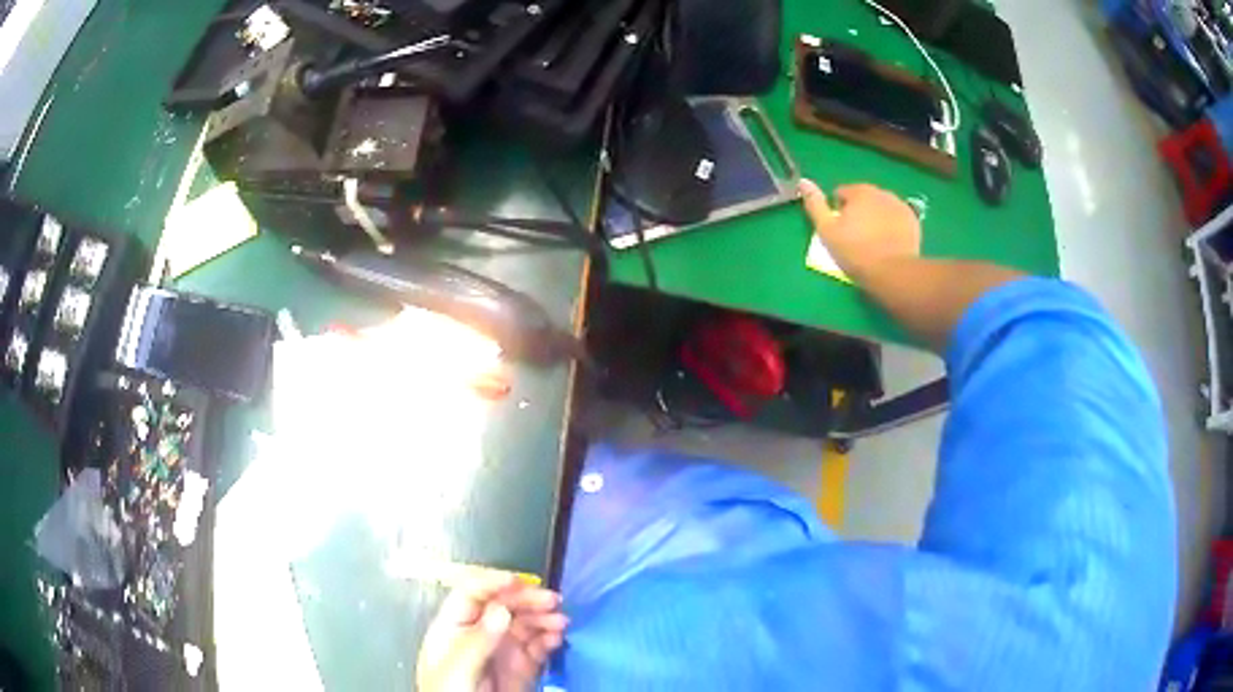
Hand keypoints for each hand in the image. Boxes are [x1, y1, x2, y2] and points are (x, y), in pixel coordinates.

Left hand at [417, 575, 567, 691]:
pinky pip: (538, 647)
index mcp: (454, 628)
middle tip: (553, 600)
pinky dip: (550, 639)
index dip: (493, 583)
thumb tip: (501, 609)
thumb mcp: (457, 668)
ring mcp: (502, 651)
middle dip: (527, 599)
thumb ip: (476, 640)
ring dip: (543, 618)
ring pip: (524, 624)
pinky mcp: (521, 667)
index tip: (519, 581)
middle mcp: (479, 634)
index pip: (471, 595)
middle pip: (503, 606)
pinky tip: (558, 638)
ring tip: (561, 622)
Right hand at [800, 180, 920, 279]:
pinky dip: (892, 226)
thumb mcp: (827, 230)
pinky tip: (889, 243)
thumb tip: (803, 181)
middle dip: (859, 212)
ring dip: (876, 217)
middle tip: (856, 237)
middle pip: (864, 198)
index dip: (838, 210)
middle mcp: (881, 192)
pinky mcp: (913, 221)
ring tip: (874, 241)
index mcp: (859, 191)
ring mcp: (900, 206)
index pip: (842, 193)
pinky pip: (897, 219)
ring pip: (882, 208)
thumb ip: (815, 204)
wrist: (892, 273)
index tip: (839, 229)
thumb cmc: (856, 252)